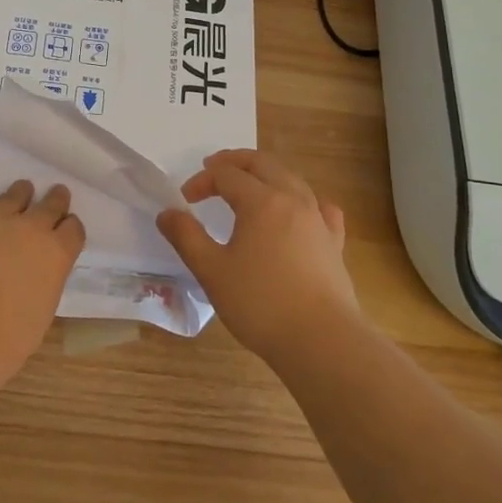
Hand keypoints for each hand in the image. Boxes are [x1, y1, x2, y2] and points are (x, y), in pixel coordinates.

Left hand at [0, 155, 85, 397]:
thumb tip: (42, 266)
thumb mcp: (43, 310)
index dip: (70, 229)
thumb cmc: (4, 343)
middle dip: (55, 202)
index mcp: (56, 253)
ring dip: (22, 193)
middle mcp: (30, 227)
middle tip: (55, 198)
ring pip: (15, 194)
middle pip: (50, 204)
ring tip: (22, 192)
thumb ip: (48, 277)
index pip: (73, 229)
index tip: (66, 231)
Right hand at [155, 149, 361, 364]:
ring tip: (249, 183)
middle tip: (213, 168)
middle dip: (235, 161)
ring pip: (292, 179)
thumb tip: (167, 213)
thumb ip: (186, 237)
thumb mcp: (212, 271)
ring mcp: (318, 219)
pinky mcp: (334, 242)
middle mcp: (293, 199)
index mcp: (261, 201)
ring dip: (266, 173)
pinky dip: (303, 198)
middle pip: (262, 164)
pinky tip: (300, 209)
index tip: (185, 200)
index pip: (226, 175)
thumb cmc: (260, 304)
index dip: (202, 181)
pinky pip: (320, 206)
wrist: (321, 340)